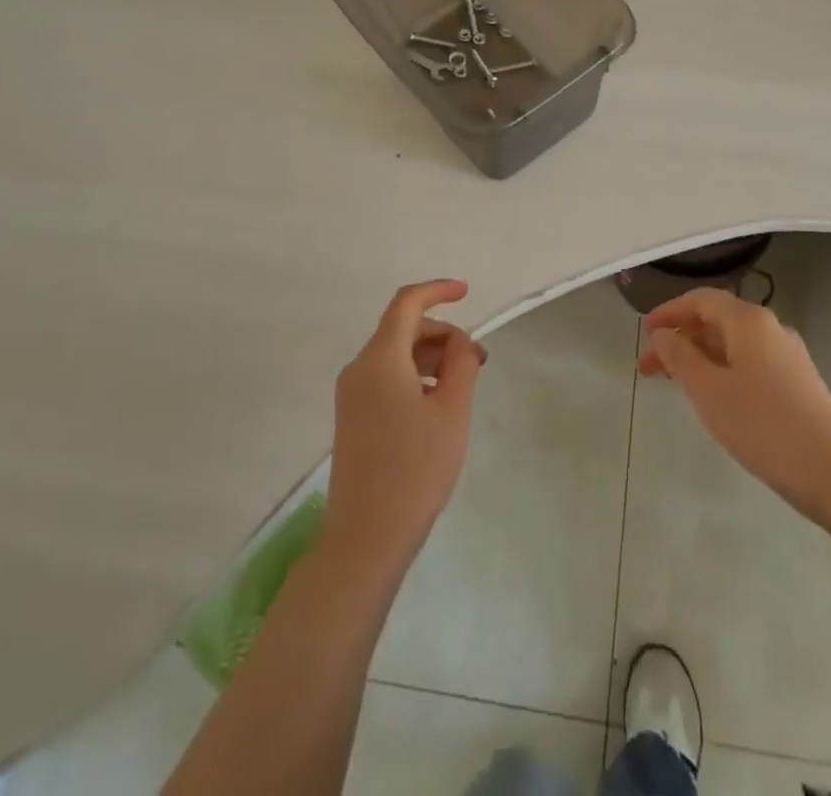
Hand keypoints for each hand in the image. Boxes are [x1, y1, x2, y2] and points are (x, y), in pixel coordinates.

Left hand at [327, 281, 487, 571]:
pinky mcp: (353, 417)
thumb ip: (461, 363)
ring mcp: (352, 395)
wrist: (366, 538)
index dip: (437, 291)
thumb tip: (460, 342)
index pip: (407, 303)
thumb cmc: (416, 469)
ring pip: (396, 355)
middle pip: (402, 329)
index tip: (467, 292)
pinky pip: (387, 378)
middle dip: (443, 334)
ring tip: (464, 385)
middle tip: (478, 360)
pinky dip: (415, 376)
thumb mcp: (453, 410)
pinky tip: (438, 405)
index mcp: (380, 359)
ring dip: (431, 357)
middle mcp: (359, 368)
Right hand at [639, 288, 830, 520]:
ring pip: (733, 345)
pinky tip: (713, 397)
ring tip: (674, 384)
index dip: (669, 312)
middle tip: (648, 367)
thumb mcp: (707, 389)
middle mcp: (770, 328)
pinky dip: (722, 370)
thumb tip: (664, 334)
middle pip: (716, 321)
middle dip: (680, 339)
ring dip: (699, 357)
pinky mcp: (797, 382)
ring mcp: (787, 355)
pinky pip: (749, 363)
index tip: (645, 333)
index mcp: (748, 321)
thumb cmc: (761, 424)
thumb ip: (679, 356)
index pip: (701, 300)